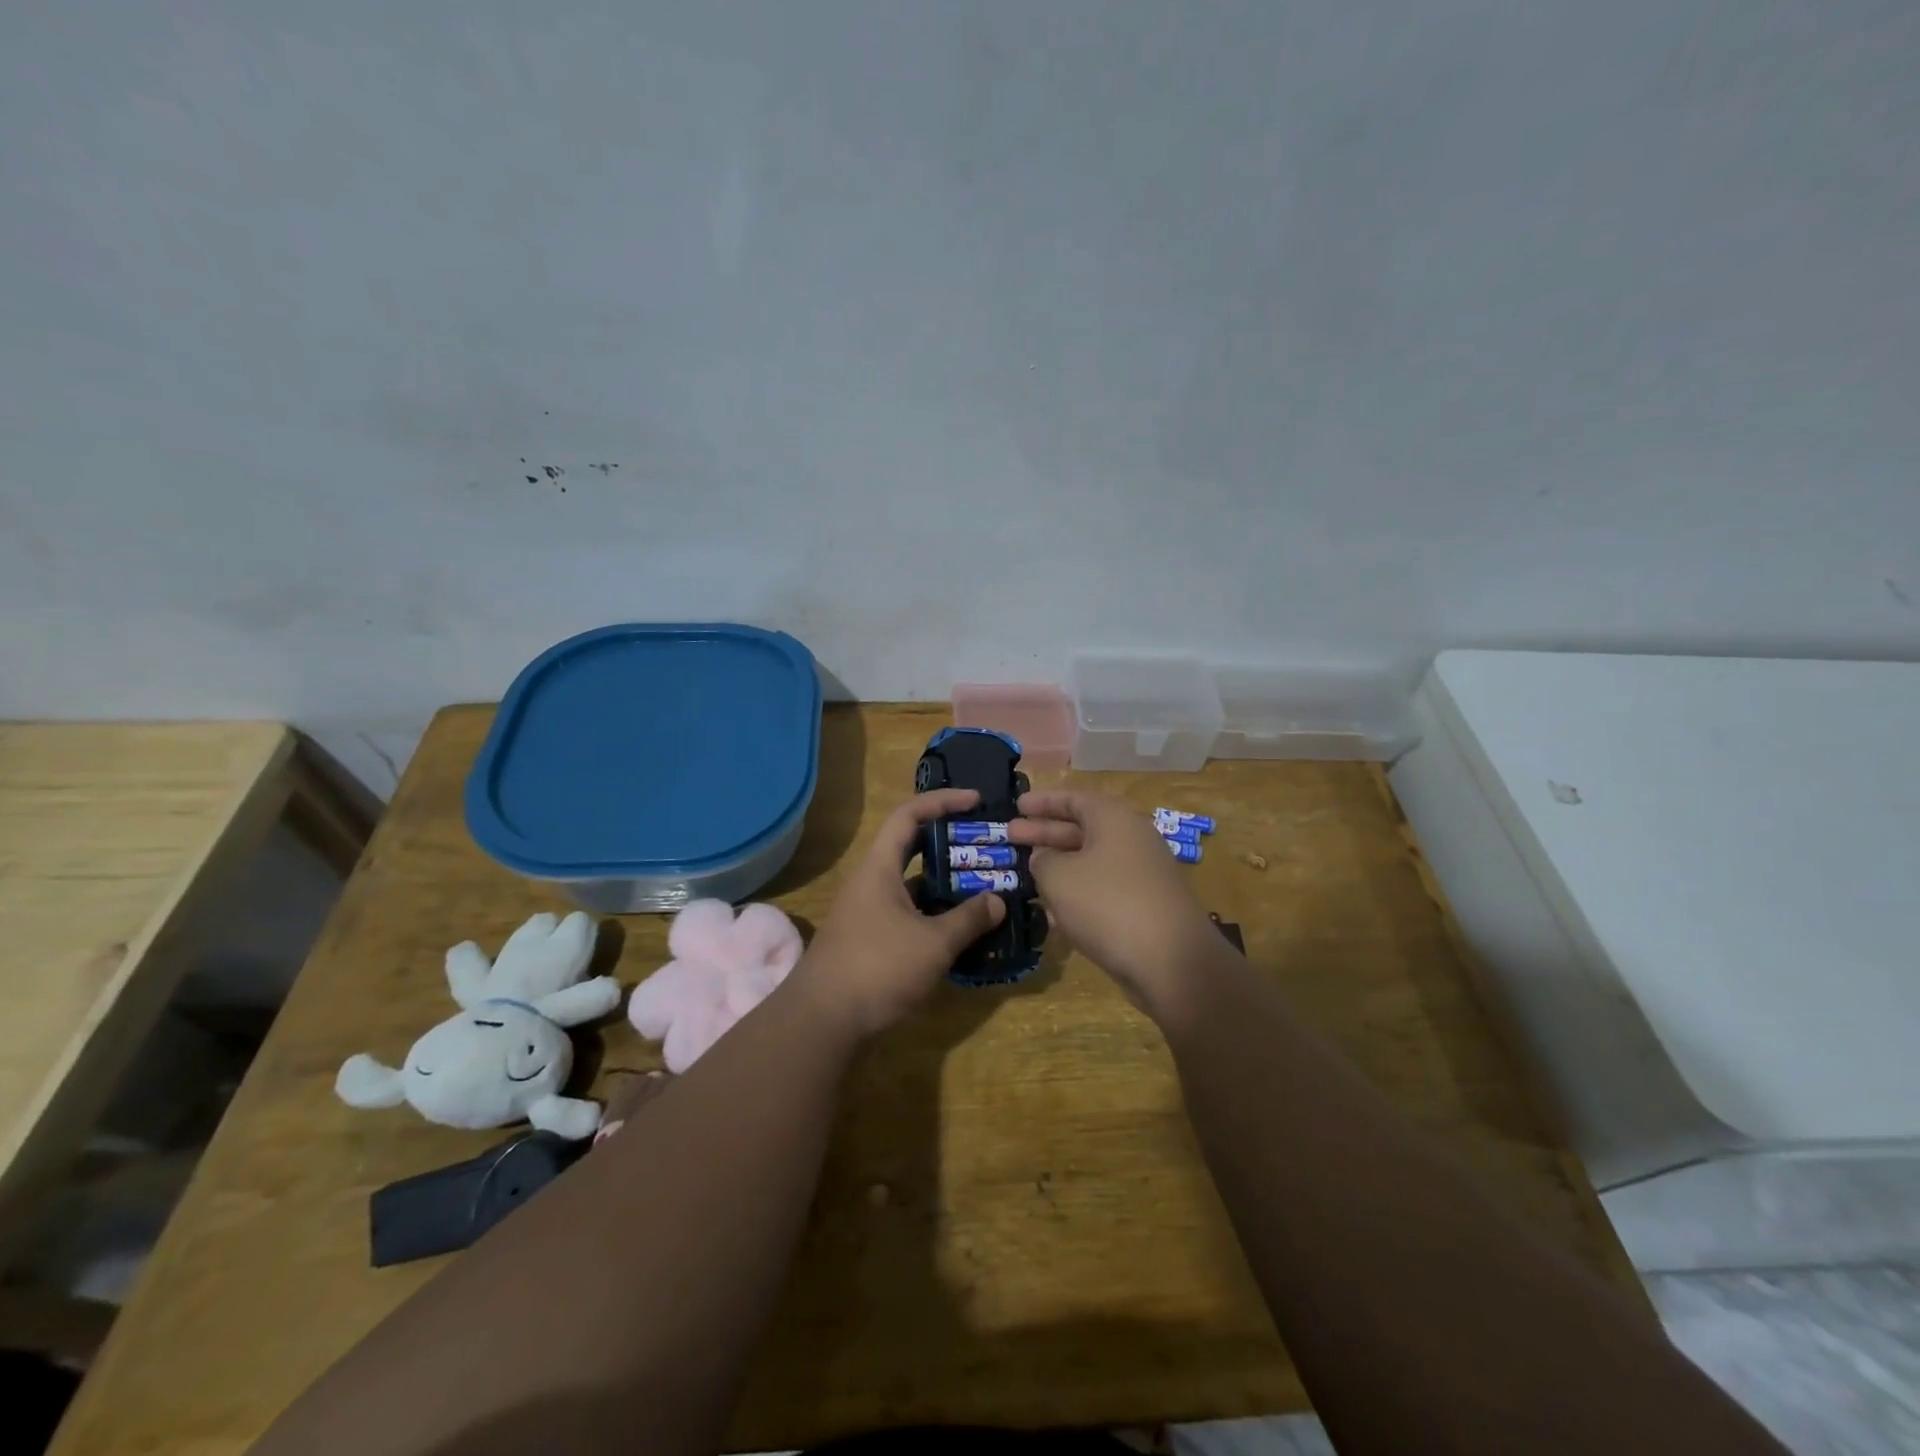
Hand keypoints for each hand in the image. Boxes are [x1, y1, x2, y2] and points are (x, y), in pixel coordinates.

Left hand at [788, 789, 1008, 1038]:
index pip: (909, 815)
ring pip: (911, 884)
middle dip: (948, 842)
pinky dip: (933, 914)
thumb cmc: (877, 968)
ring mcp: (868, 912)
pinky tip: (959, 929)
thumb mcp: (933, 943)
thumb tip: (998, 900)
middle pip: (911, 847)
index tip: (977, 801)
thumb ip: (968, 919)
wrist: (821, 1021)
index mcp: (879, 868)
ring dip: (943, 883)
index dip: (943, 801)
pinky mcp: (869, 940)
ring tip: (982, 887)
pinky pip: (907, 913)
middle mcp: (871, 882)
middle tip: (984, 846)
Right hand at [1015, 790, 1225, 1017]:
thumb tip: (1045, 859)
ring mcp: (1141, 875)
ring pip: (1090, 862)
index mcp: (1114, 820)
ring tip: (1026, 873)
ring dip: (1058, 866)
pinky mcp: (1145, 907)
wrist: (1172, 962)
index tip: (1017, 806)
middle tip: (1011, 836)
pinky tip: (1051, 913)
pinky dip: (1076, 894)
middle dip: (1045, 833)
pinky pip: (1102, 890)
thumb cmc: (1108, 905)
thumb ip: (1043, 861)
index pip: (1074, 798)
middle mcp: (1132, 840)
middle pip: (1081, 828)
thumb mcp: (1059, 877)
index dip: (1043, 801)